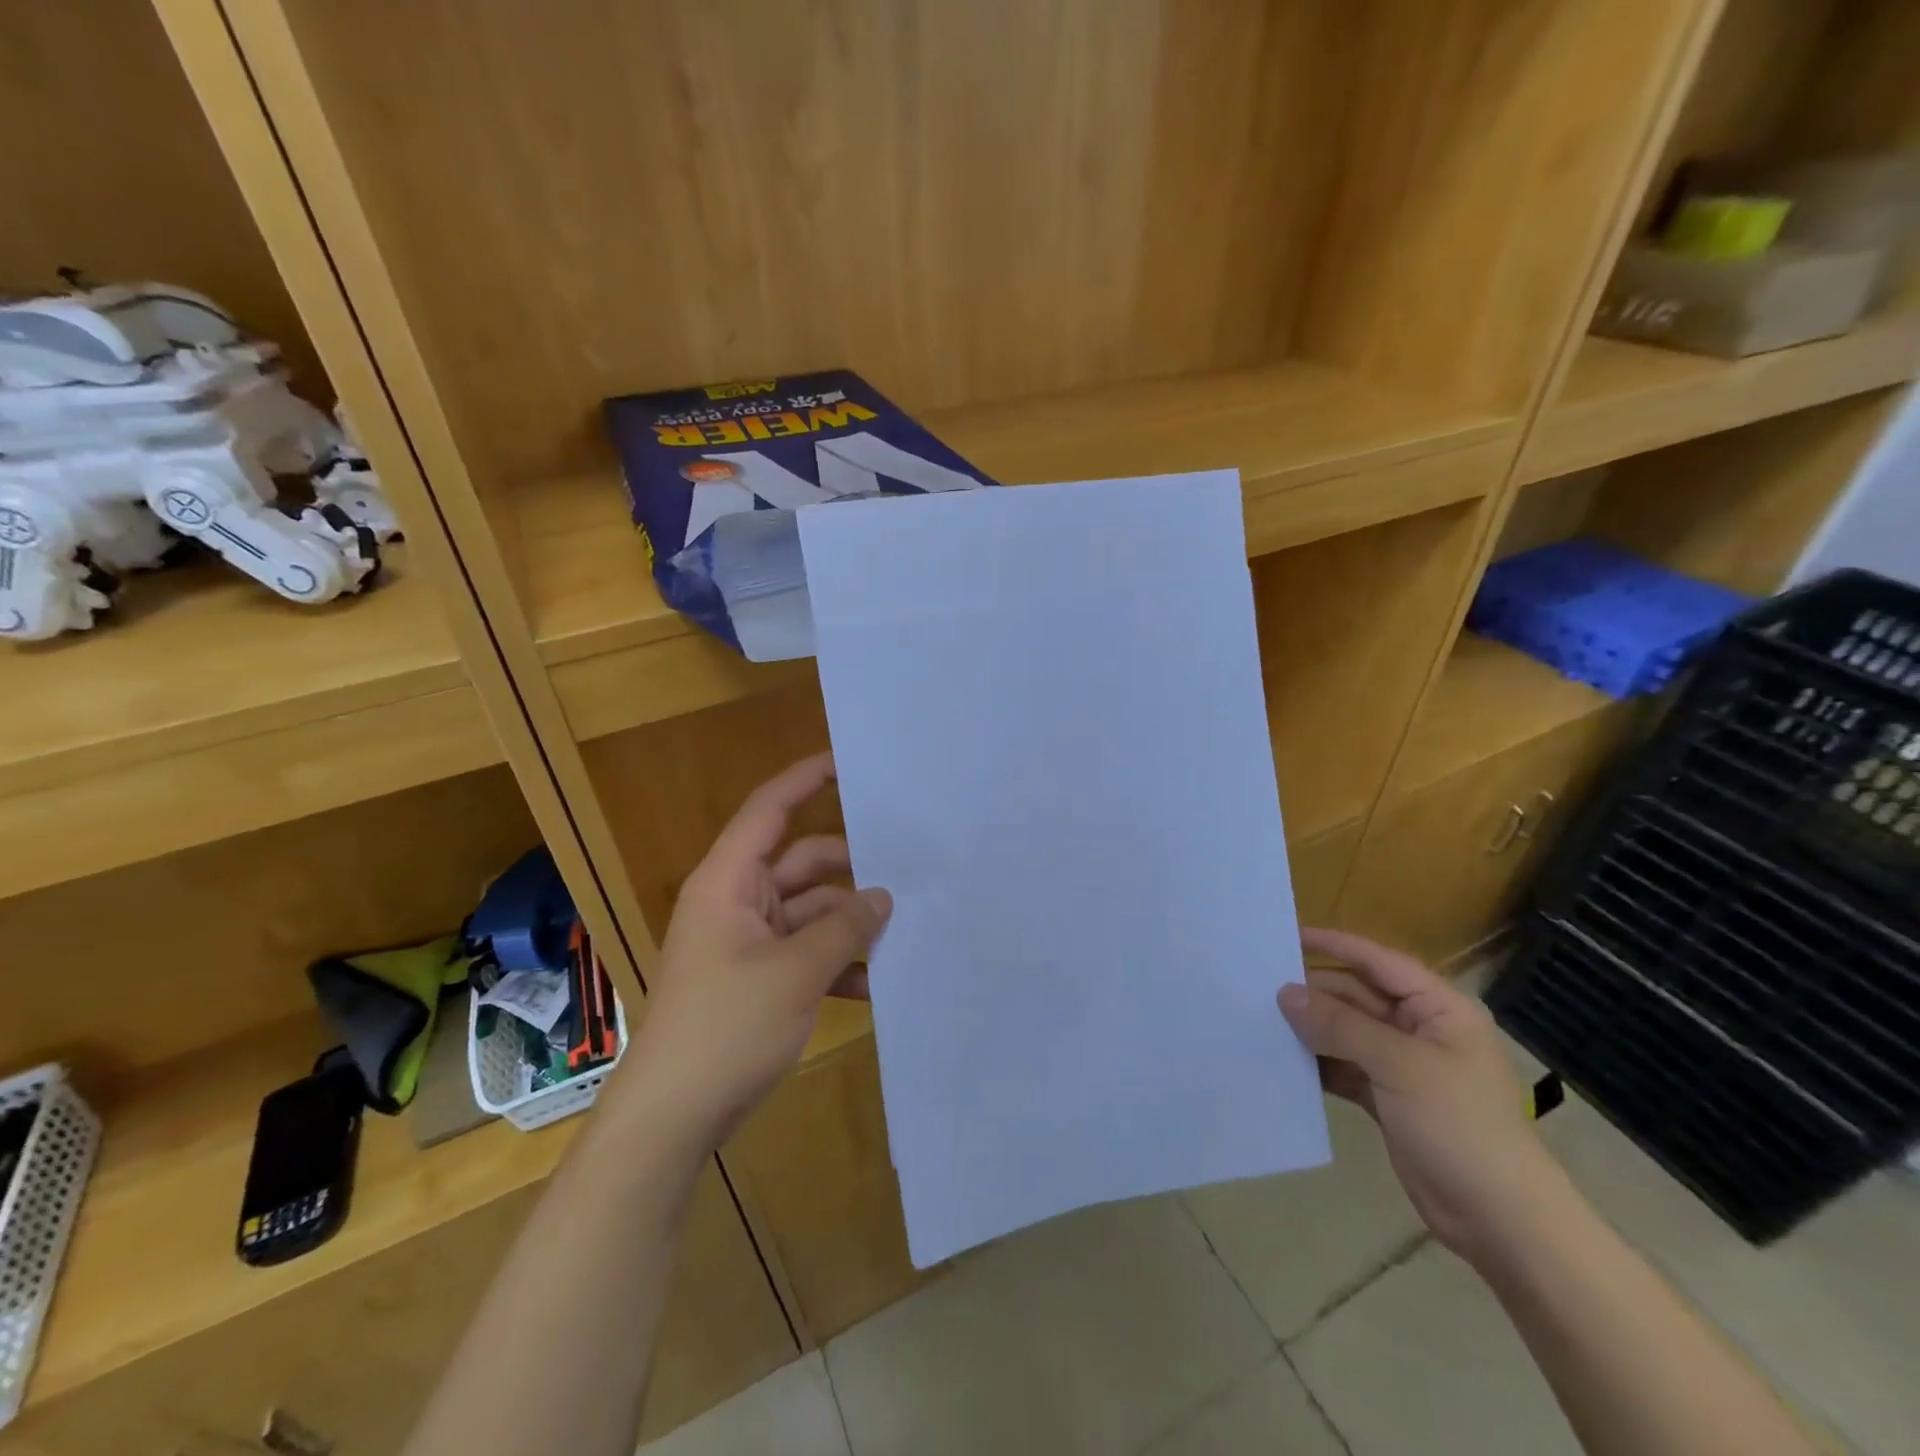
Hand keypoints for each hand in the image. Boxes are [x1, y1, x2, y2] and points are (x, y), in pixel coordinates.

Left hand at [623, 753, 891, 1150]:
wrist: (672, 1118)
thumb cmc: (726, 1027)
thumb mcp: (795, 973)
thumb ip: (844, 928)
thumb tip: (883, 897)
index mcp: (730, 882)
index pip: (769, 810)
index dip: (805, 780)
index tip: (849, 764)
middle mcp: (738, 901)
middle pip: (803, 865)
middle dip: (851, 873)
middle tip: (908, 873)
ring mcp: (748, 943)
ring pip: (811, 913)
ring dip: (849, 926)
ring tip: (901, 937)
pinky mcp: (759, 979)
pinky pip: (806, 953)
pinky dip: (836, 963)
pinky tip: (875, 984)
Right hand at [1279, 928, 1566, 1264]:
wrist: (1501, 1221)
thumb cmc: (1460, 1126)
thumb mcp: (1399, 1066)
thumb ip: (1340, 1025)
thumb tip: (1285, 992)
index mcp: (1439, 1009)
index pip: (1378, 962)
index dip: (1333, 945)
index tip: (1285, 936)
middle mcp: (1420, 1030)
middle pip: (1357, 996)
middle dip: (1314, 992)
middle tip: (1258, 986)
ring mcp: (1403, 1066)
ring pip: (1346, 1032)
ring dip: (1310, 1028)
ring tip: (1260, 1018)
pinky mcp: (1388, 1099)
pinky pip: (1344, 1067)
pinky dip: (1317, 1063)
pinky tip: (1281, 1059)